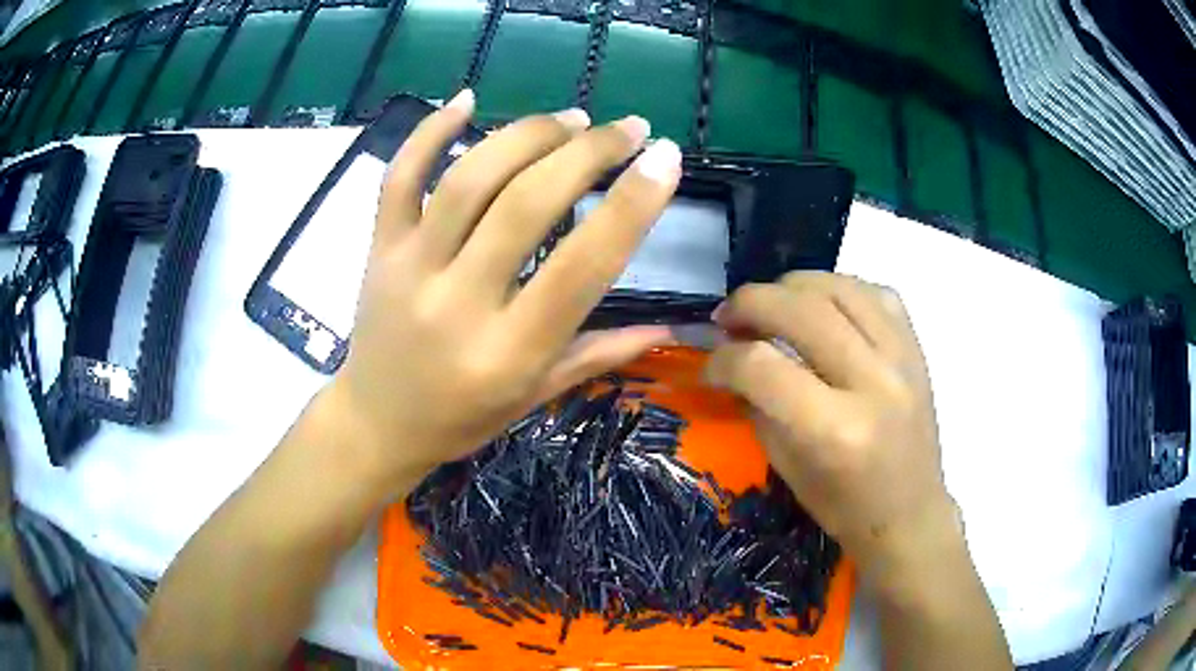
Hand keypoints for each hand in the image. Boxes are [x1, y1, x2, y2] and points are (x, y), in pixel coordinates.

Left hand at [324, 90, 682, 486]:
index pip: (582, 267)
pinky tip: (466, 99)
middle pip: (526, 204)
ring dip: (527, 134)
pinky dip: (429, 130)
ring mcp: (410, 267)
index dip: (632, 206)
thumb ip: (599, 354)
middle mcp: (458, 302)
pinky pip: (399, 176)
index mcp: (507, 352)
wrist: (374, 423)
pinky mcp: (379, 247)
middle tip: (627, 128)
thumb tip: (670, 327)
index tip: (665, 159)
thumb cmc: (459, 418)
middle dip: (587, 152)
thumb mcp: (533, 398)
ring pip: (469, 178)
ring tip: (571, 119)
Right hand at [706, 272, 960, 587]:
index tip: (711, 365)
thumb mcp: (787, 468)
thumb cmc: (844, 508)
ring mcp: (902, 360)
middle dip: (750, 303)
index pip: (762, 366)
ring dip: (792, 286)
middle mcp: (871, 383)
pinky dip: (839, 289)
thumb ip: (758, 405)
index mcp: (833, 430)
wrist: (910, 514)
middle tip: (728, 317)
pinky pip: (876, 293)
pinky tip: (822, 306)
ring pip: (839, 287)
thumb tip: (731, 358)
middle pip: (800, 309)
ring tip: (772, 303)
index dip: (723, 359)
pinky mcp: (917, 350)